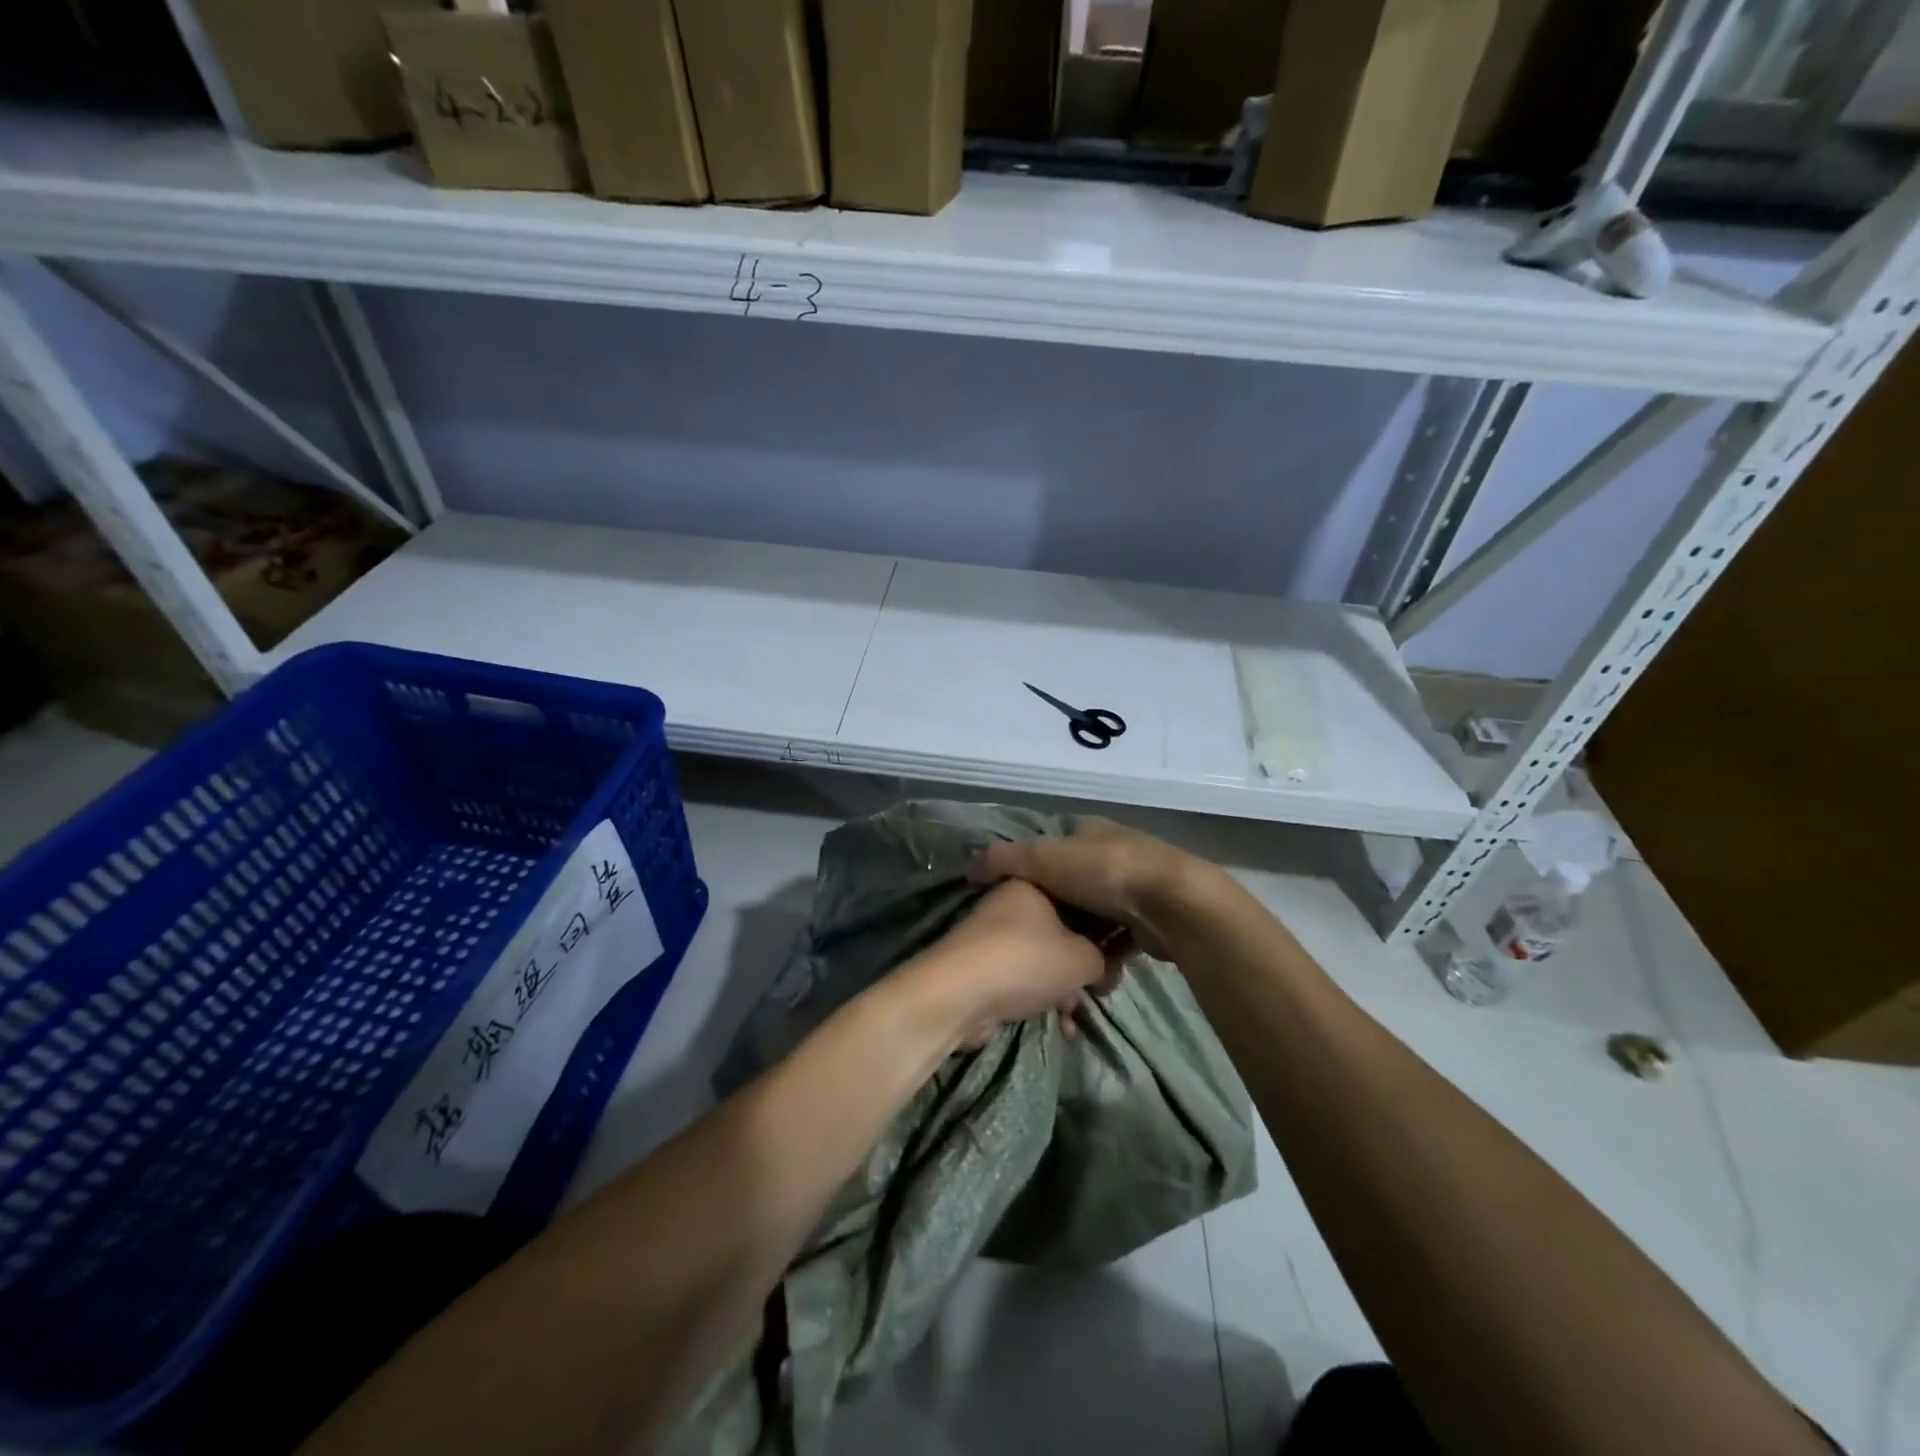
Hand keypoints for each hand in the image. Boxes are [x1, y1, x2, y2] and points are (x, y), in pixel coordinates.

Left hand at [909, 879, 1123, 1047]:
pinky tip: (1061, 1025)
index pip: (1080, 895)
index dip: (1104, 925)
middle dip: (1084, 962)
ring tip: (1079, 1012)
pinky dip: (1042, 998)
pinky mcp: (985, 967)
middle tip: (1102, 986)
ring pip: (1044, 958)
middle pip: (1062, 929)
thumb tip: (1103, 968)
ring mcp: (995, 936)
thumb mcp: (1083, 958)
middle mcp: (1012, 903)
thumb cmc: (1027, 960)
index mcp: (1033, 882)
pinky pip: (1025, 979)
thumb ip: (1103, 958)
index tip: (1121, 951)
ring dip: (1064, 987)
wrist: (961, 994)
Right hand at [968, 818, 1217, 962]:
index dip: (1031, 874)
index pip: (1051, 849)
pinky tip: (1095, 974)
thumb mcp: (1042, 858)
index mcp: (1090, 831)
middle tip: (1039, 942)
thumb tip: (970, 868)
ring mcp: (1136, 887)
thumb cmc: (1103, 873)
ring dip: (1083, 941)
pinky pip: (1118, 940)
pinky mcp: (1151, 919)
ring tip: (1065, 967)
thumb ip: (1004, 860)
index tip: (1015, 904)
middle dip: (1059, 916)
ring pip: (1096, 917)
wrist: (1171, 904)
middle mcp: (1114, 853)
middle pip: (1073, 887)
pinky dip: (1106, 956)